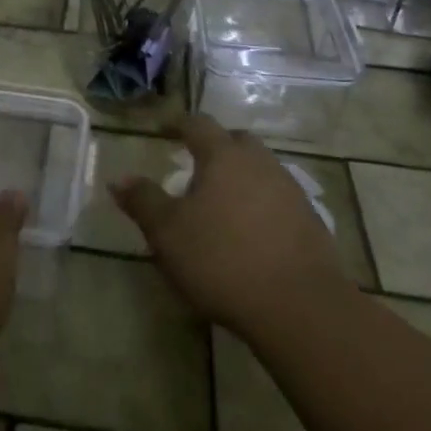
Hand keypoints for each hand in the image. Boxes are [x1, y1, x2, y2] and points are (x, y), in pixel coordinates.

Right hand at [110, 115, 353, 341]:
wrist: (300, 306)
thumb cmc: (222, 259)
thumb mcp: (168, 233)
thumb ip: (143, 201)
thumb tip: (119, 178)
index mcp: (223, 156)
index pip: (198, 124)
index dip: (178, 124)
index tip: (164, 130)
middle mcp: (260, 162)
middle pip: (236, 141)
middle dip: (216, 146)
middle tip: (196, 165)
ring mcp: (290, 190)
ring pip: (261, 169)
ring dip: (241, 176)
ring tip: (222, 201)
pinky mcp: (311, 221)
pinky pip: (279, 198)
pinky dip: (261, 204)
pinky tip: (251, 231)